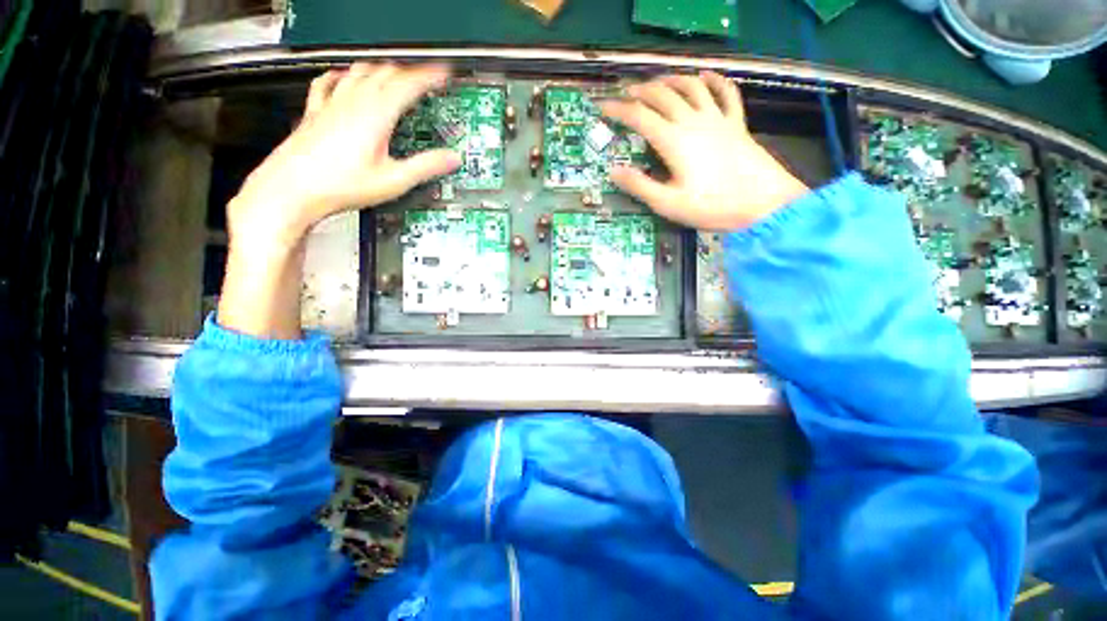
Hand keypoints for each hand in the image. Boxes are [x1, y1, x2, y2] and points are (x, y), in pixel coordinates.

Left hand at [218, 63, 459, 339]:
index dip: (428, 77)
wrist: (292, 189)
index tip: (443, 73)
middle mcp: (352, 103)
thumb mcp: (393, 181)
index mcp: (374, 116)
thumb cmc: (339, 186)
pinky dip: (341, 75)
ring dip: (381, 70)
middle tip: (424, 78)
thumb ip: (425, 167)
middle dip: (408, 72)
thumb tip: (451, 159)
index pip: (407, 86)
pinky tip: (343, 77)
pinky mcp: (316, 113)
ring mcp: (331, 105)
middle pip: (385, 74)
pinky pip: (327, 83)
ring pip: (359, 73)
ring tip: (394, 73)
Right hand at [599, 72, 808, 230]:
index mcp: (674, 141)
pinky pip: (726, 93)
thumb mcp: (668, 203)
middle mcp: (693, 121)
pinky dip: (715, 80)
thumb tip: (613, 171)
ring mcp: (718, 119)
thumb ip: (639, 186)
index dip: (618, 110)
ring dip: (671, 80)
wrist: (762, 204)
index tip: (603, 107)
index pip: (639, 116)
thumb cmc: (712, 206)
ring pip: (691, 86)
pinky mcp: (736, 123)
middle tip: (626, 93)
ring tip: (658, 82)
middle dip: (640, 90)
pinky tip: (705, 76)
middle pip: (663, 94)